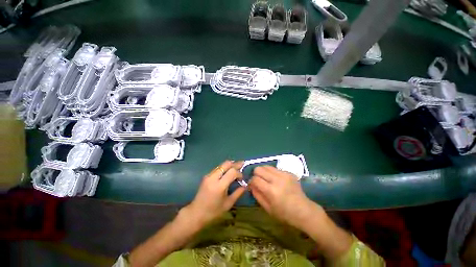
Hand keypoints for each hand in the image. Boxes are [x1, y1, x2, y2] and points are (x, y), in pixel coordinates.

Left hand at [183, 161, 245, 227]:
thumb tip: (246, 185)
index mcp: (219, 186)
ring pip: (221, 165)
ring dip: (230, 165)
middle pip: (226, 164)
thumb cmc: (213, 211)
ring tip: (237, 167)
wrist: (196, 213)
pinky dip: (224, 168)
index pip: (232, 172)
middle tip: (242, 164)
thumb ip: (238, 193)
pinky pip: (217, 168)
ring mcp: (208, 175)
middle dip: (235, 164)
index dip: (239, 173)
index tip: (242, 178)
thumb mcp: (228, 204)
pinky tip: (228, 171)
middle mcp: (213, 178)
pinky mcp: (206, 176)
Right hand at [249, 166, 322, 230]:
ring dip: (264, 172)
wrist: (304, 210)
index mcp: (271, 191)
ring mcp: (284, 174)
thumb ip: (257, 195)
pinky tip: (277, 181)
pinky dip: (272, 173)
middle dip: (256, 174)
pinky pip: (275, 169)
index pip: (255, 179)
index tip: (252, 185)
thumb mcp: (267, 208)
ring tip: (267, 179)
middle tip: (259, 181)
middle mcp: (277, 179)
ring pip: (266, 166)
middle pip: (259, 168)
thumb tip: (251, 185)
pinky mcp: (289, 172)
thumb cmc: (284, 213)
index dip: (251, 181)